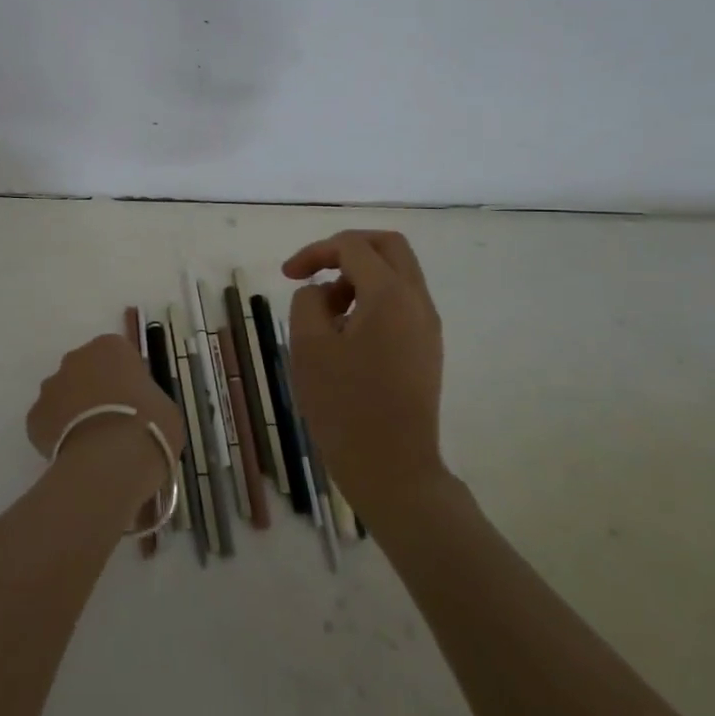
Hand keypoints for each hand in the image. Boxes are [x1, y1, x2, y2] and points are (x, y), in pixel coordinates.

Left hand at [26, 334, 183, 502]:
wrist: (112, 461)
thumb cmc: (149, 426)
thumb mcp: (165, 406)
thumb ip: (147, 397)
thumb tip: (141, 407)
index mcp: (110, 347)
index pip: (117, 355)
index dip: (125, 379)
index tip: (134, 402)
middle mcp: (75, 358)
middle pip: (85, 370)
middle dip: (94, 391)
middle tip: (113, 421)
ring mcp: (50, 387)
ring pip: (62, 395)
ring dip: (74, 412)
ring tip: (93, 444)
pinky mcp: (33, 418)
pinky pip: (48, 423)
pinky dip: (58, 436)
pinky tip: (75, 456)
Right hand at [282, 230, 445, 513]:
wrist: (393, 469)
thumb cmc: (344, 406)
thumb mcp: (308, 346)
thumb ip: (308, 301)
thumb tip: (323, 292)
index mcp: (390, 295)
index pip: (352, 246)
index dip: (315, 251)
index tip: (287, 275)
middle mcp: (417, 301)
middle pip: (388, 246)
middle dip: (346, 250)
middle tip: (314, 272)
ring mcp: (428, 326)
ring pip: (397, 274)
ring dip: (359, 276)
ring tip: (326, 313)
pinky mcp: (427, 348)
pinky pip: (402, 302)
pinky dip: (373, 299)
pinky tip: (346, 333)